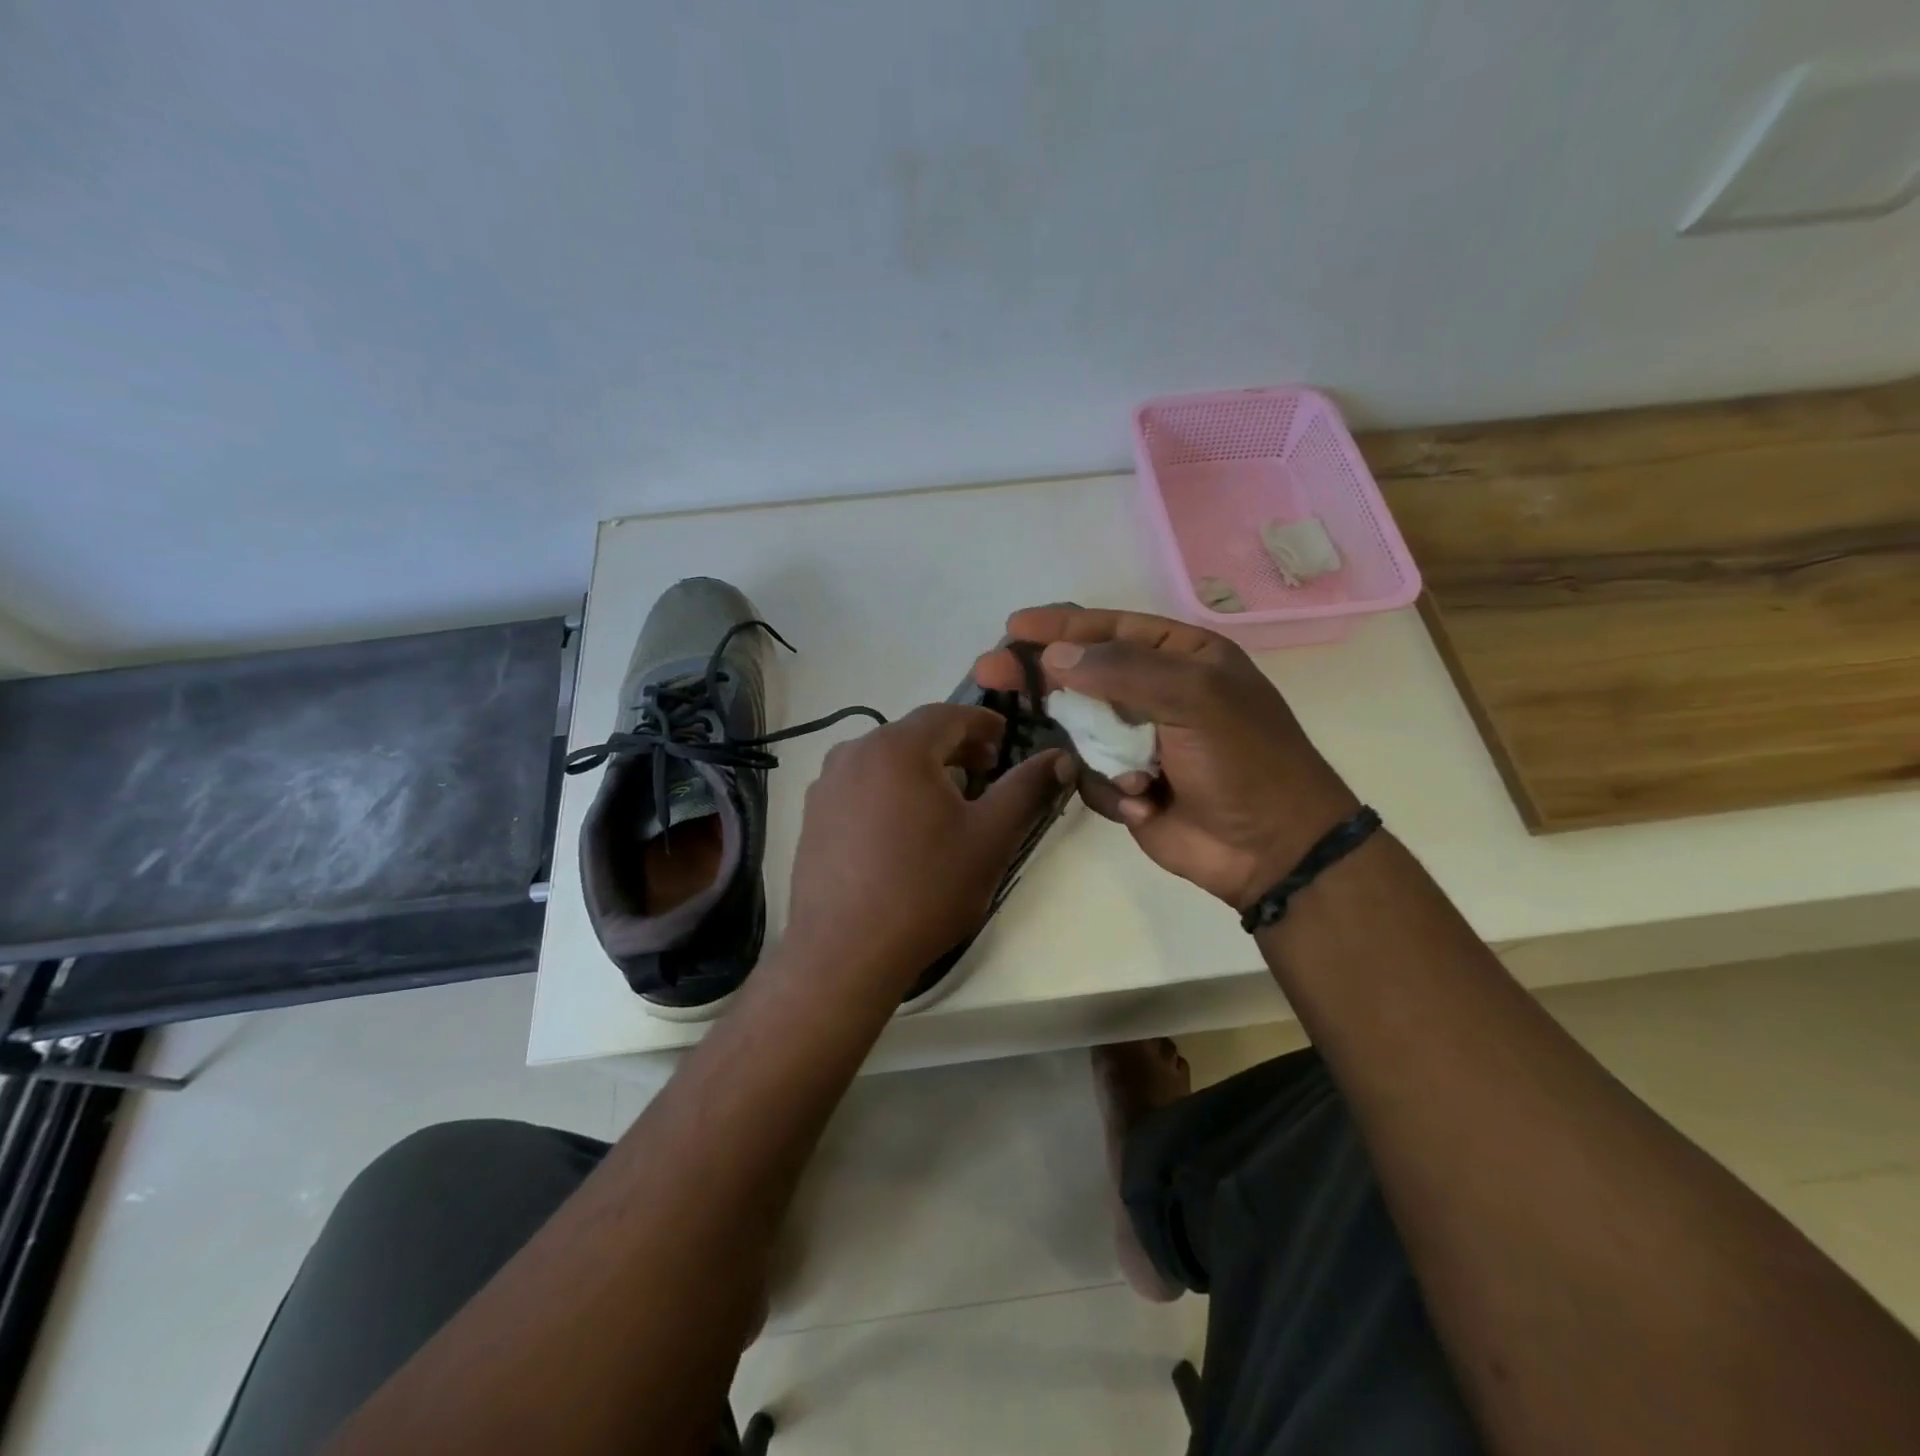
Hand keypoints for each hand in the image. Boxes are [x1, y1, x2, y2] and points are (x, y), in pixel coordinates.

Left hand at [783, 703, 1072, 997]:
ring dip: (921, 769)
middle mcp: (854, 753)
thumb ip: (1027, 788)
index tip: (1007, 739)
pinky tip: (904, 829)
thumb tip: (1060, 757)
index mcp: (897, 747)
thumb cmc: (925, 889)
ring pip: (885, 760)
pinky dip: (890, 791)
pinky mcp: (813, 815)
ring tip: (947, 802)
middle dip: (955, 747)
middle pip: (914, 734)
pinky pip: (861, 786)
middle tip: (986, 772)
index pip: (949, 714)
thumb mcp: (990, 837)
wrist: (845, 953)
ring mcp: (827, 785)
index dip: (984, 722)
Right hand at [975, 607, 1358, 910]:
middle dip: (1043, 676)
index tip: (1014, 628)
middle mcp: (1155, 691)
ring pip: (1079, 727)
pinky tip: (1145, 801)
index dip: (1060, 626)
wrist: (1271, 848)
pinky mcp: (1125, 782)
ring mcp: (1138, 739)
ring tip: (1128, 770)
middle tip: (990, 671)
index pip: (1110, 629)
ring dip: (1093, 747)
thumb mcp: (1194, 698)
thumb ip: (1122, 671)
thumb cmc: (1243, 760)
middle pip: (1082, 674)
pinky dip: (1109, 786)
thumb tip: (1054, 656)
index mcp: (1181, 656)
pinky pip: (1089, 772)